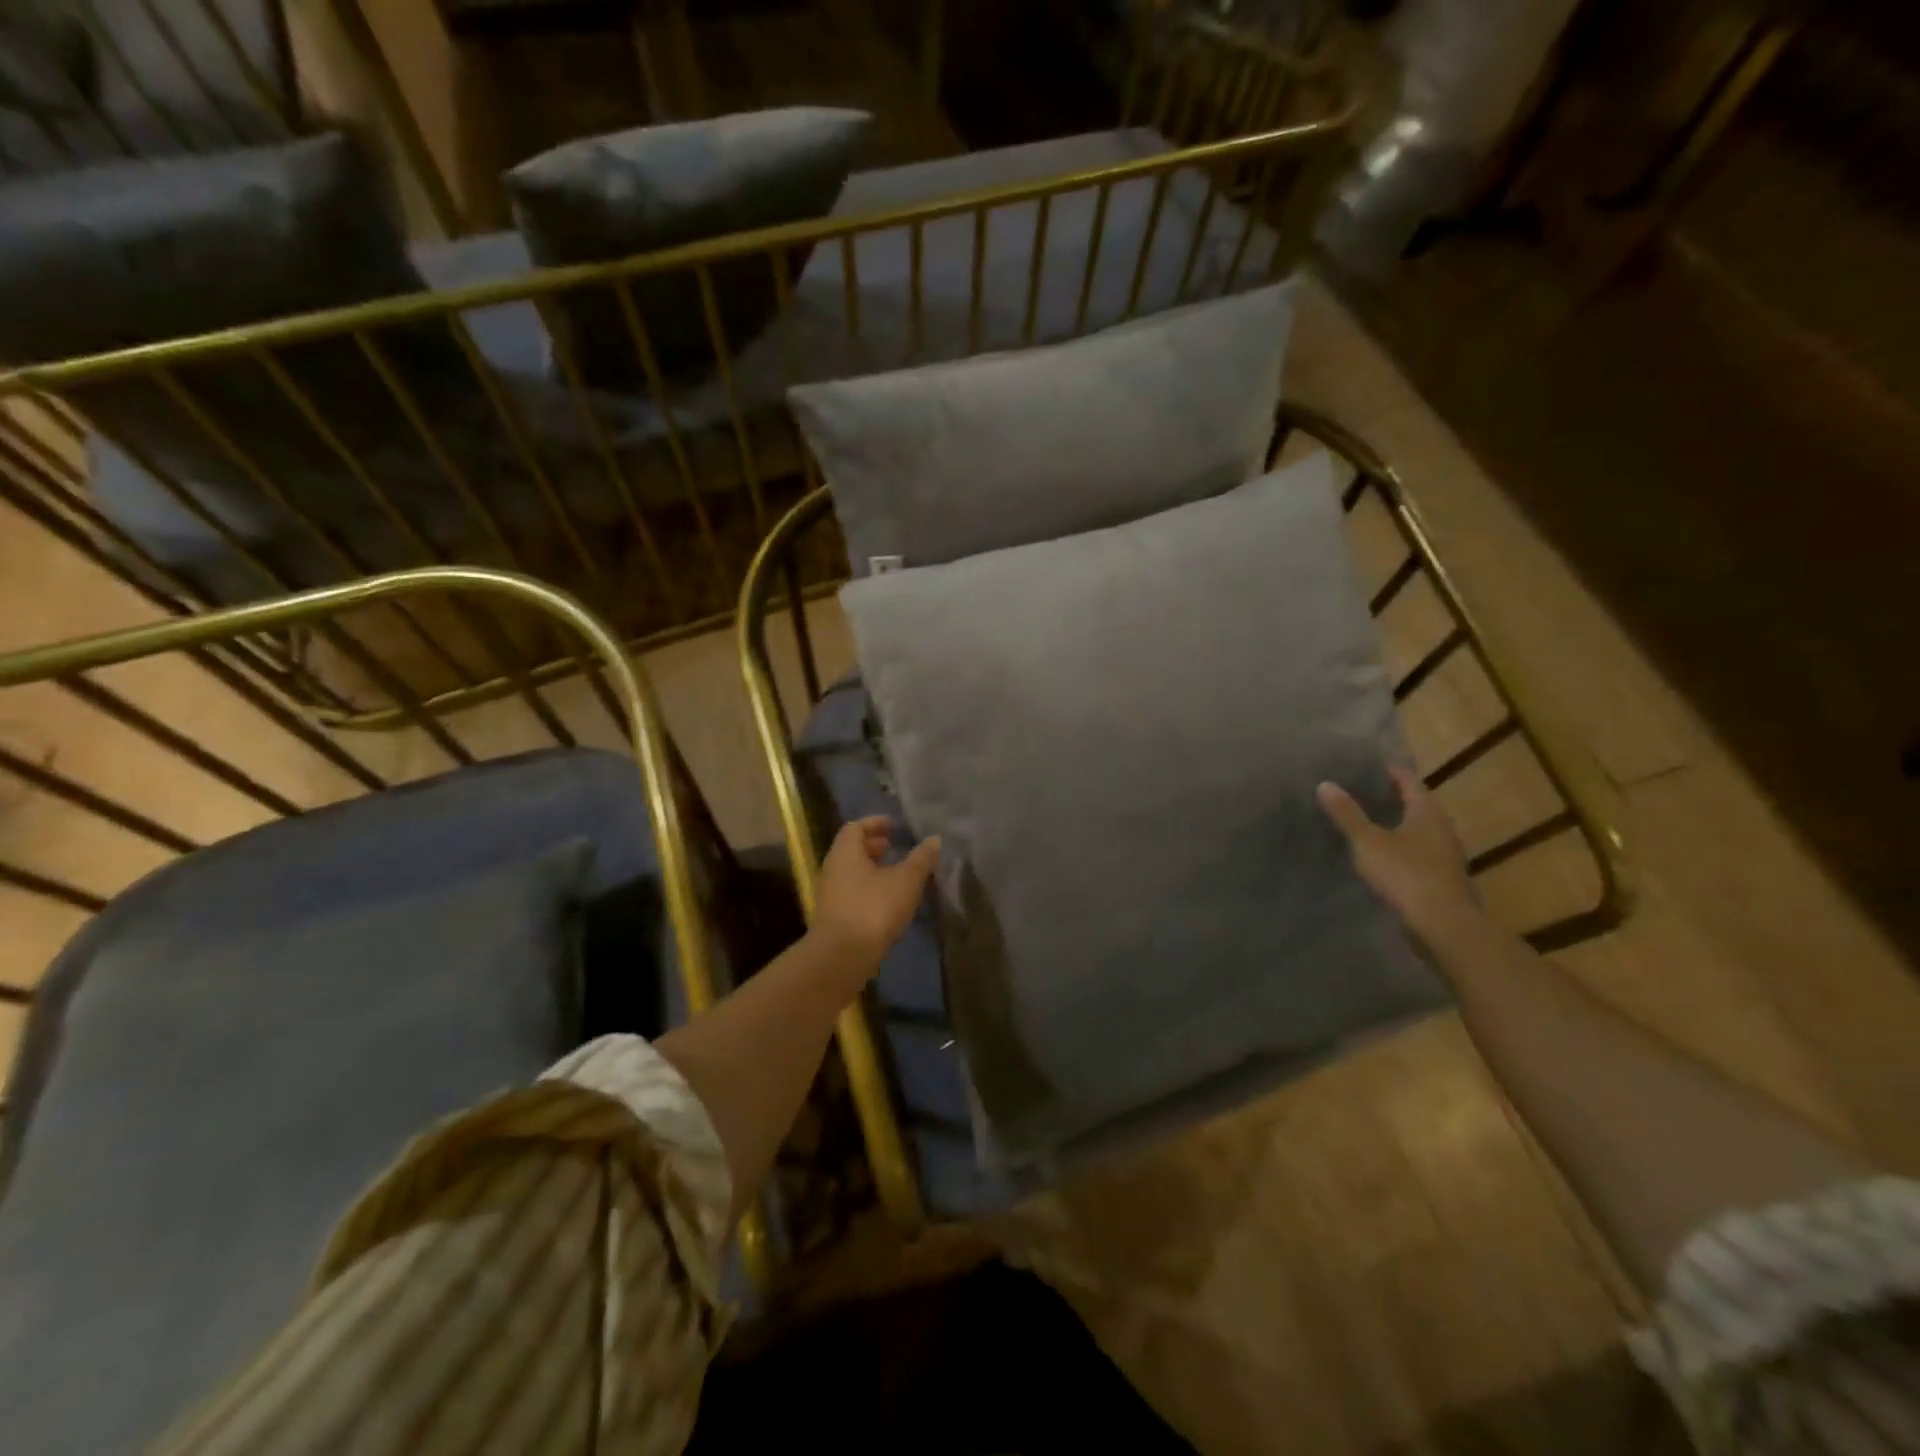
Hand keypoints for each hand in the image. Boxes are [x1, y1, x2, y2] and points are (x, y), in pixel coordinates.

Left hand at [810, 816, 940, 978]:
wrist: (842, 957)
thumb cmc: (874, 908)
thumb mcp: (906, 881)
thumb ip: (921, 859)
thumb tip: (935, 839)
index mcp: (845, 852)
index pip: (855, 827)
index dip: (875, 823)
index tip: (894, 826)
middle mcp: (833, 869)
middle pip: (852, 850)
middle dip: (874, 847)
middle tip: (896, 847)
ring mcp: (831, 895)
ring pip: (852, 873)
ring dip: (873, 870)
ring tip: (899, 875)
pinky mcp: (834, 918)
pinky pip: (853, 893)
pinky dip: (870, 890)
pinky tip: (890, 902)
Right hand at [1317, 767, 1479, 943]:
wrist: (1443, 925)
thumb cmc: (1405, 874)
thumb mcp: (1368, 841)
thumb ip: (1347, 814)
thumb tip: (1325, 784)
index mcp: (1427, 812)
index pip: (1408, 780)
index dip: (1387, 772)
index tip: (1364, 768)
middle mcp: (1441, 828)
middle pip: (1415, 805)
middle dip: (1390, 798)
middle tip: (1358, 793)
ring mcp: (1444, 855)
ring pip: (1417, 831)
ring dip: (1395, 825)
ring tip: (1364, 823)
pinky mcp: (1440, 878)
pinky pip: (1416, 853)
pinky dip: (1399, 848)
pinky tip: (1379, 856)